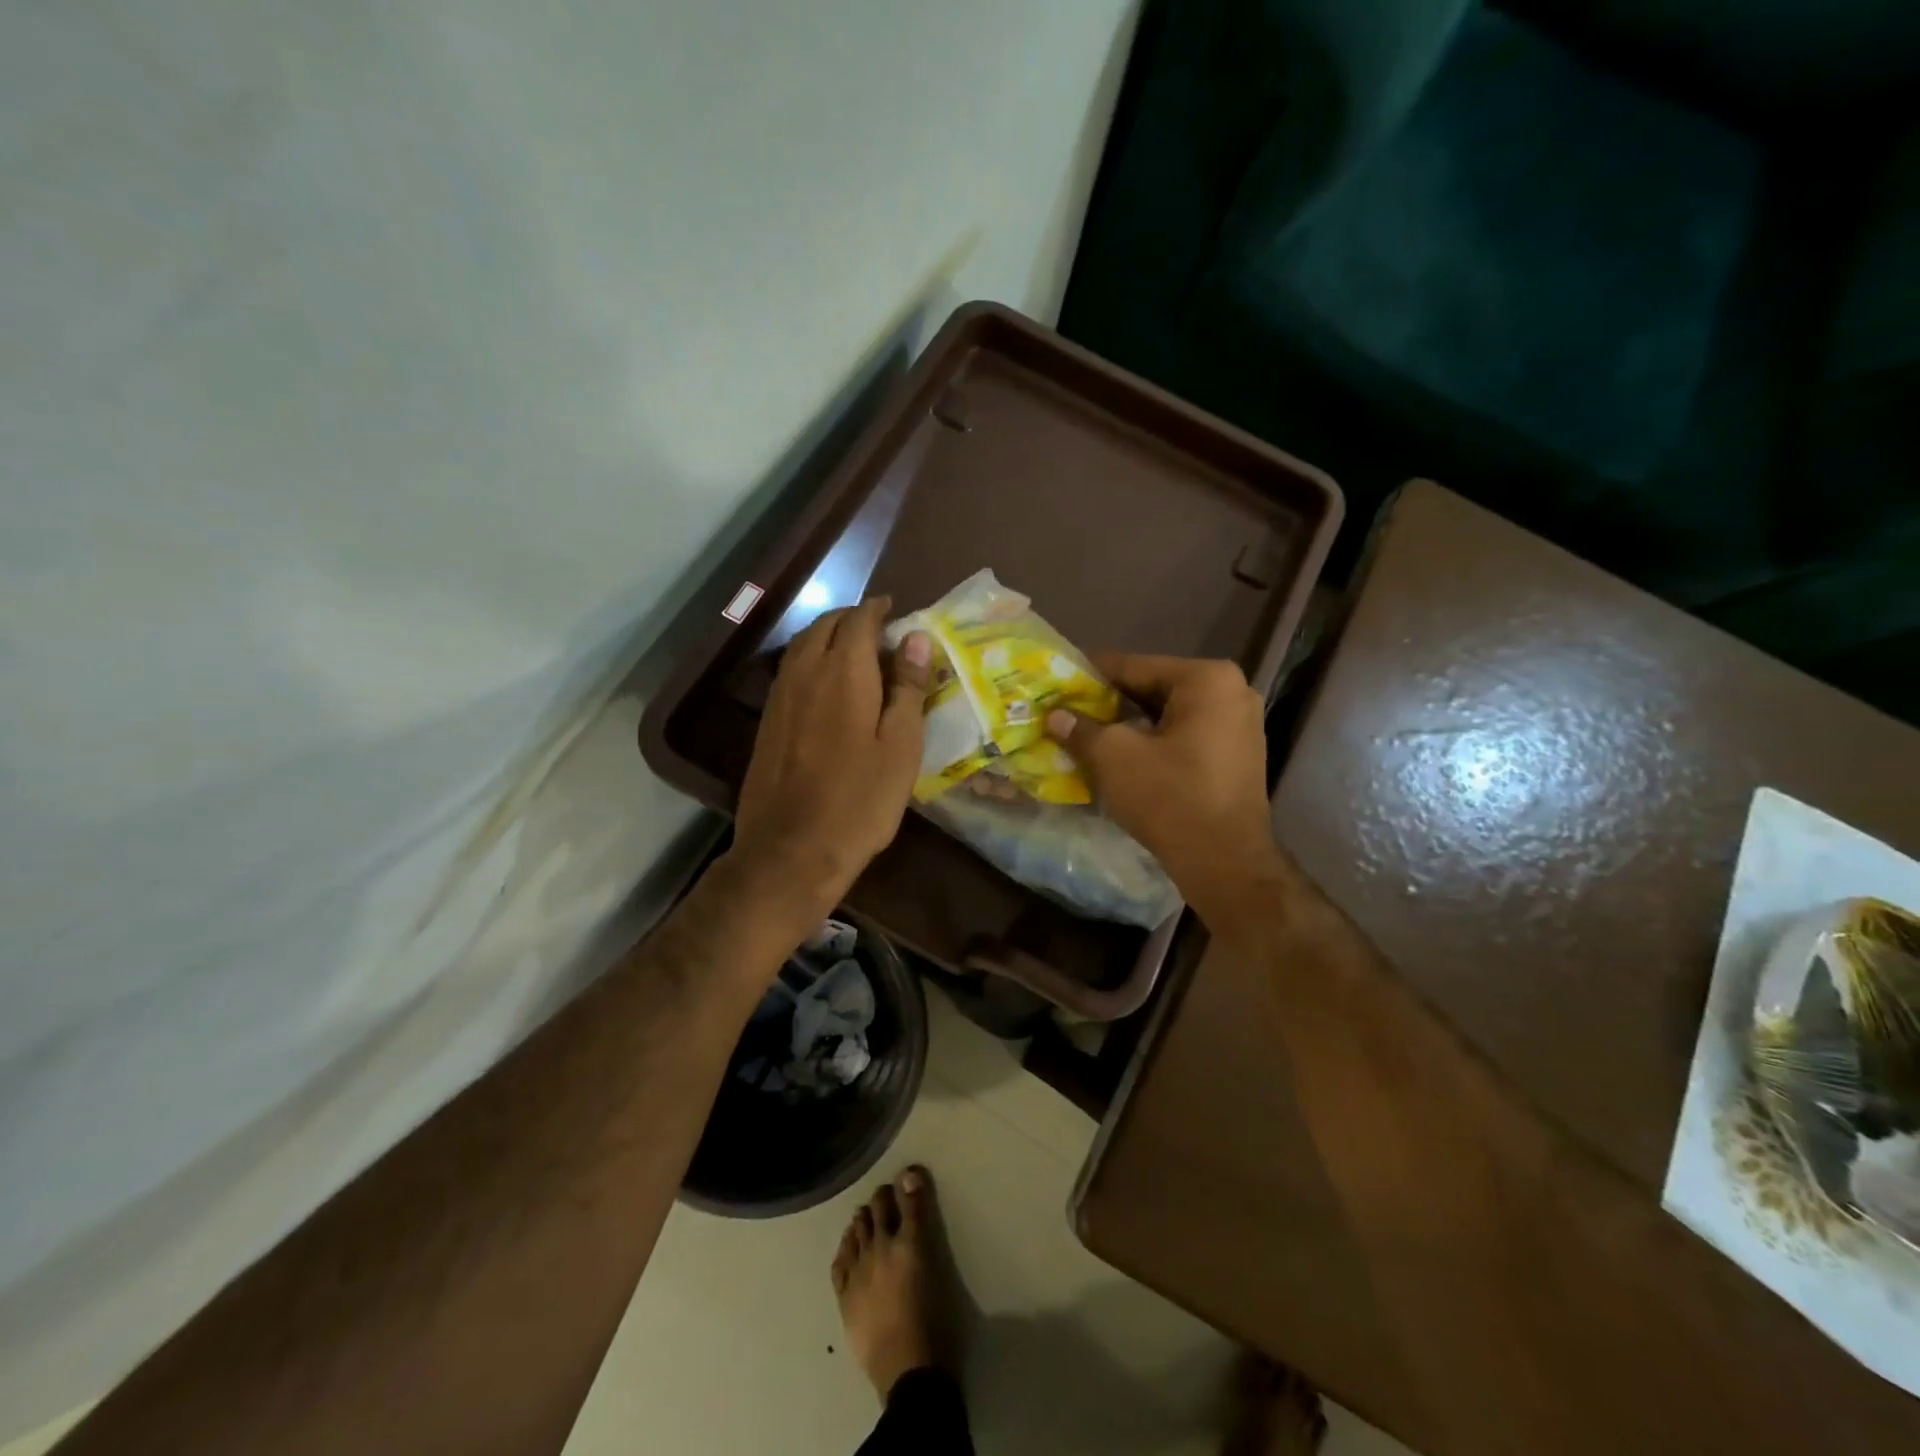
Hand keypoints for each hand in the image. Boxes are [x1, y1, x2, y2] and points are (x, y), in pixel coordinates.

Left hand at [731, 598, 931, 920]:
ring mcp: (780, 696)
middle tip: (880, 629)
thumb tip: (916, 638)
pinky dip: (813, 660)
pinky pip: (792, 670)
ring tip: (857, 651)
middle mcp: (805, 672)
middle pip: (826, 625)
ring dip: (830, 636)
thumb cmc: (860, 800)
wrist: (792, 849)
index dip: (878, 610)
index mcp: (843, 672)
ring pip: (804, 645)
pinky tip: (829, 684)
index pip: (859, 620)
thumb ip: (908, 688)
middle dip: (853, 618)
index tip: (896, 611)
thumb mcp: (900, 746)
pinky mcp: (768, 720)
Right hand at [1045, 655, 1279, 908]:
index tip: (1057, 682)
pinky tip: (1120, 758)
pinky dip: (1152, 744)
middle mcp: (1231, 692)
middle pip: (1152, 689)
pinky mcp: (1237, 757)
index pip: (1133, 665)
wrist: (1226, 864)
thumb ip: (1082, 729)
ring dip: (1128, 726)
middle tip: (1067, 712)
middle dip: (1109, 703)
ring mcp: (1239, 726)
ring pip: (1167, 716)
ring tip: (1086, 735)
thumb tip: (1055, 715)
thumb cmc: (1171, 798)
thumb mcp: (1115, 757)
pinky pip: (1184, 737)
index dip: (1089, 675)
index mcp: (1206, 679)